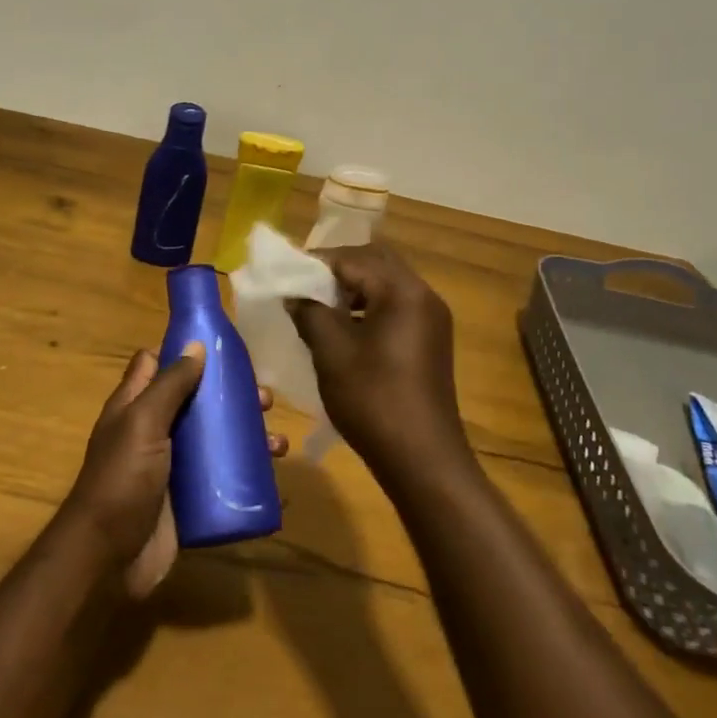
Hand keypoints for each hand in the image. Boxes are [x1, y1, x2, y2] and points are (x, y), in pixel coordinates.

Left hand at [59, 345, 285, 599]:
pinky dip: (247, 473)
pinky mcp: (189, 499)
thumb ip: (169, 385)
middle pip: (196, 400)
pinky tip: (273, 476)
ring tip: (277, 443)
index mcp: (135, 405)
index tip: (221, 347)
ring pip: (215, 439)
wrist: (108, 560)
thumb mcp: (143, 422)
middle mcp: (154, 431)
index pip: (156, 364)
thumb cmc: (122, 479)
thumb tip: (196, 345)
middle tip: (265, 400)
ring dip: (247, 436)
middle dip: (231, 396)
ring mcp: (173, 466)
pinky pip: (222, 478)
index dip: (182, 351)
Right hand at [287, 243, 470, 482]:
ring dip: (353, 288)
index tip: (285, 273)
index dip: (316, 262)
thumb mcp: (331, 352)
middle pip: (375, 262)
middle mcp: (423, 295)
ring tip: (318, 307)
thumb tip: (294, 294)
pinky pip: (396, 307)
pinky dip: (368, 307)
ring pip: (387, 284)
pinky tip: (344, 329)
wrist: (423, 459)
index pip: (353, 258)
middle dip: (337, 270)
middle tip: (303, 286)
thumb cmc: (373, 400)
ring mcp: (431, 319)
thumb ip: (310, 312)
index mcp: (403, 291)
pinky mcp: (431, 340)